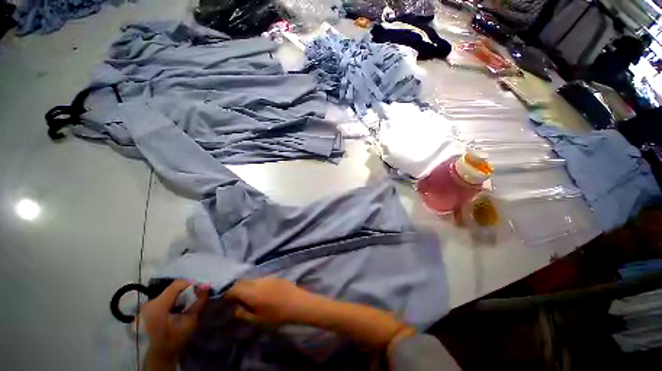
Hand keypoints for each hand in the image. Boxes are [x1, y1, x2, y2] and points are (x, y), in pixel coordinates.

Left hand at [141, 280, 208, 359]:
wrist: (159, 353)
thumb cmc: (175, 339)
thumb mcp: (190, 321)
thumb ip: (199, 302)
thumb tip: (206, 285)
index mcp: (158, 307)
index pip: (176, 285)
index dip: (190, 284)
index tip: (200, 289)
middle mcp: (150, 302)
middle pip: (173, 288)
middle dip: (186, 291)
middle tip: (195, 299)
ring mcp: (147, 304)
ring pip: (169, 291)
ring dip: (180, 295)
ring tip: (186, 305)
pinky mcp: (148, 307)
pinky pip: (165, 296)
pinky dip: (174, 299)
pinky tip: (177, 308)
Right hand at [225, 277, 318, 324]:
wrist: (298, 303)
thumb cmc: (277, 314)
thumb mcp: (258, 319)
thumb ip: (244, 314)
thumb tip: (236, 309)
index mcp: (252, 292)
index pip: (235, 288)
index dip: (229, 293)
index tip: (227, 301)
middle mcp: (258, 282)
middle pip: (243, 281)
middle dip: (237, 288)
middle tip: (236, 299)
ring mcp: (268, 277)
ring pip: (252, 279)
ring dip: (247, 286)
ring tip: (249, 296)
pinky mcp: (275, 277)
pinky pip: (261, 279)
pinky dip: (256, 284)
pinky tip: (261, 292)